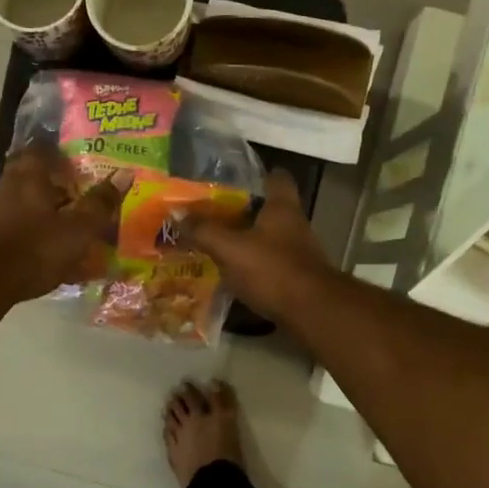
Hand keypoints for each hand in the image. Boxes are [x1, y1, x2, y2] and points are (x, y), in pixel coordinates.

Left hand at [0, 146, 120, 301]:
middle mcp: (3, 186)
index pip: (41, 149)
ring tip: (59, 236)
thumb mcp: (77, 230)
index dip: (58, 154)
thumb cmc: (34, 248)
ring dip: (37, 216)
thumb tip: (125, 174)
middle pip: (28, 179)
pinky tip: (37, 259)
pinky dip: (23, 239)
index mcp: (28, 176)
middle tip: (73, 203)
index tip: (74, 166)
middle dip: (50, 189)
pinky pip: (6, 232)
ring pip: (18, 207)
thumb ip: (99, 204)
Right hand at [180, 169, 336, 321]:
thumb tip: (177, 214)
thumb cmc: (272, 269)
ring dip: (245, 241)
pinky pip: (269, 264)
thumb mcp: (230, 248)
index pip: (277, 177)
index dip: (258, 175)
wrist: (311, 312)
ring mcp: (298, 252)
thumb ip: (204, 231)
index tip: (234, 180)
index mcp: (282, 207)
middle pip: (268, 209)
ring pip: (267, 238)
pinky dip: (252, 266)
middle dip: (242, 212)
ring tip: (215, 245)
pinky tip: (230, 274)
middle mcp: (294, 225)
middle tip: (211, 215)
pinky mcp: (296, 277)